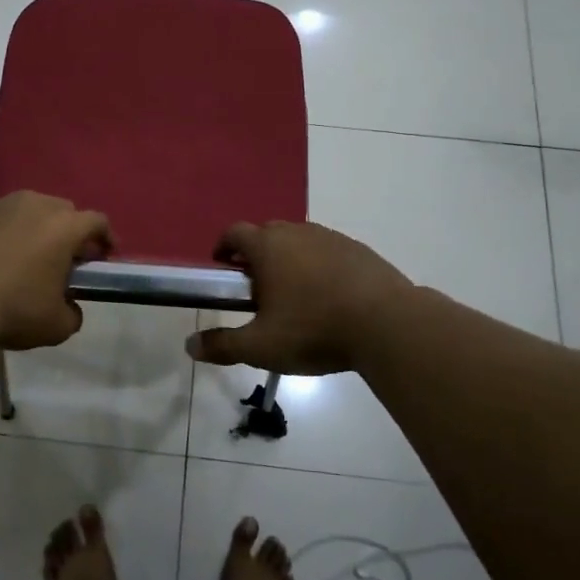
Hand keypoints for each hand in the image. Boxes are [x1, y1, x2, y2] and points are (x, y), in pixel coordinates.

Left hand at [0, 193, 113, 350]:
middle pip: (62, 210)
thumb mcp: (57, 327)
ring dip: (32, 226)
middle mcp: (35, 205)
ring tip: (22, 254)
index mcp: (64, 227)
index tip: (102, 256)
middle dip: (68, 231)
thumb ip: (73, 313)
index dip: (104, 239)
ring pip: (27, 208)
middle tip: (62, 258)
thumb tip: (68, 306)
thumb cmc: (12, 312)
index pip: (97, 222)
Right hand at [187, 221, 411, 375]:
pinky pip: (328, 251)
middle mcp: (297, 232)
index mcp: (268, 247)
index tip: (223, 267)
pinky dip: (320, 266)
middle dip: (256, 255)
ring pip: (300, 241)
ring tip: (294, 295)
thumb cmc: (315, 330)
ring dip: (290, 259)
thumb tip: (190, 346)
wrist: (388, 324)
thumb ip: (223, 345)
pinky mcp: (359, 250)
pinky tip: (329, 297)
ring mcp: (331, 238)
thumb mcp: (261, 346)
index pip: (235, 233)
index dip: (224, 247)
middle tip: (256, 287)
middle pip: (267, 233)